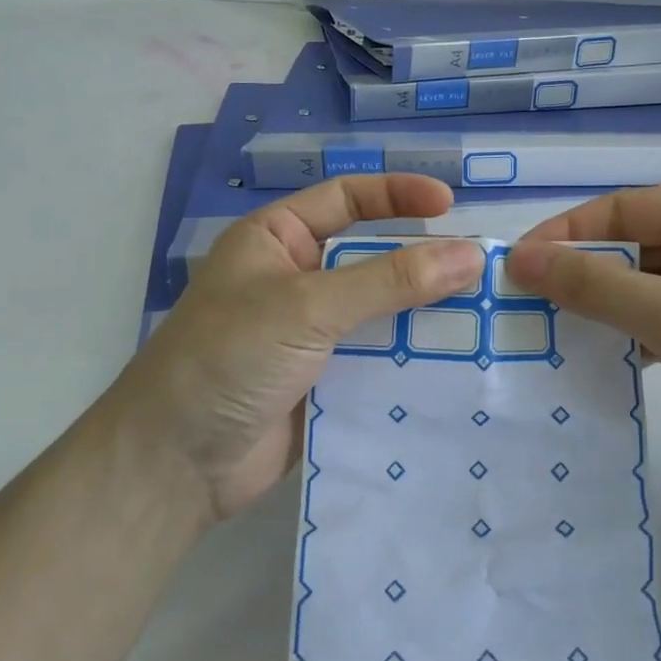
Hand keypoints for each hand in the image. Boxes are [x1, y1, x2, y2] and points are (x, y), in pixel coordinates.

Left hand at [117, 174, 483, 520]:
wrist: (174, 465)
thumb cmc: (228, 358)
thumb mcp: (308, 307)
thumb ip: (389, 280)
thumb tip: (470, 255)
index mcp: (276, 239)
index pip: (346, 198)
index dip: (397, 195)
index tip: (450, 206)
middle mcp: (296, 279)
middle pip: (372, 257)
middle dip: (422, 262)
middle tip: (483, 270)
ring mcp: (311, 333)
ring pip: (381, 311)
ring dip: (425, 314)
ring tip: (486, 316)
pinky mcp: (326, 381)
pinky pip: (379, 359)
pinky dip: (412, 359)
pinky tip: (458, 363)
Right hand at [506, 184, 660, 480]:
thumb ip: (596, 287)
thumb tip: (519, 259)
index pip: (616, 211)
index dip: (561, 237)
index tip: (511, 270)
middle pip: (626, 248)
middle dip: (578, 279)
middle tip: (524, 311)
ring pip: (640, 286)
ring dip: (601, 311)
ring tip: (550, 338)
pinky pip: (660, 317)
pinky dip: (629, 335)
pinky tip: (599, 361)